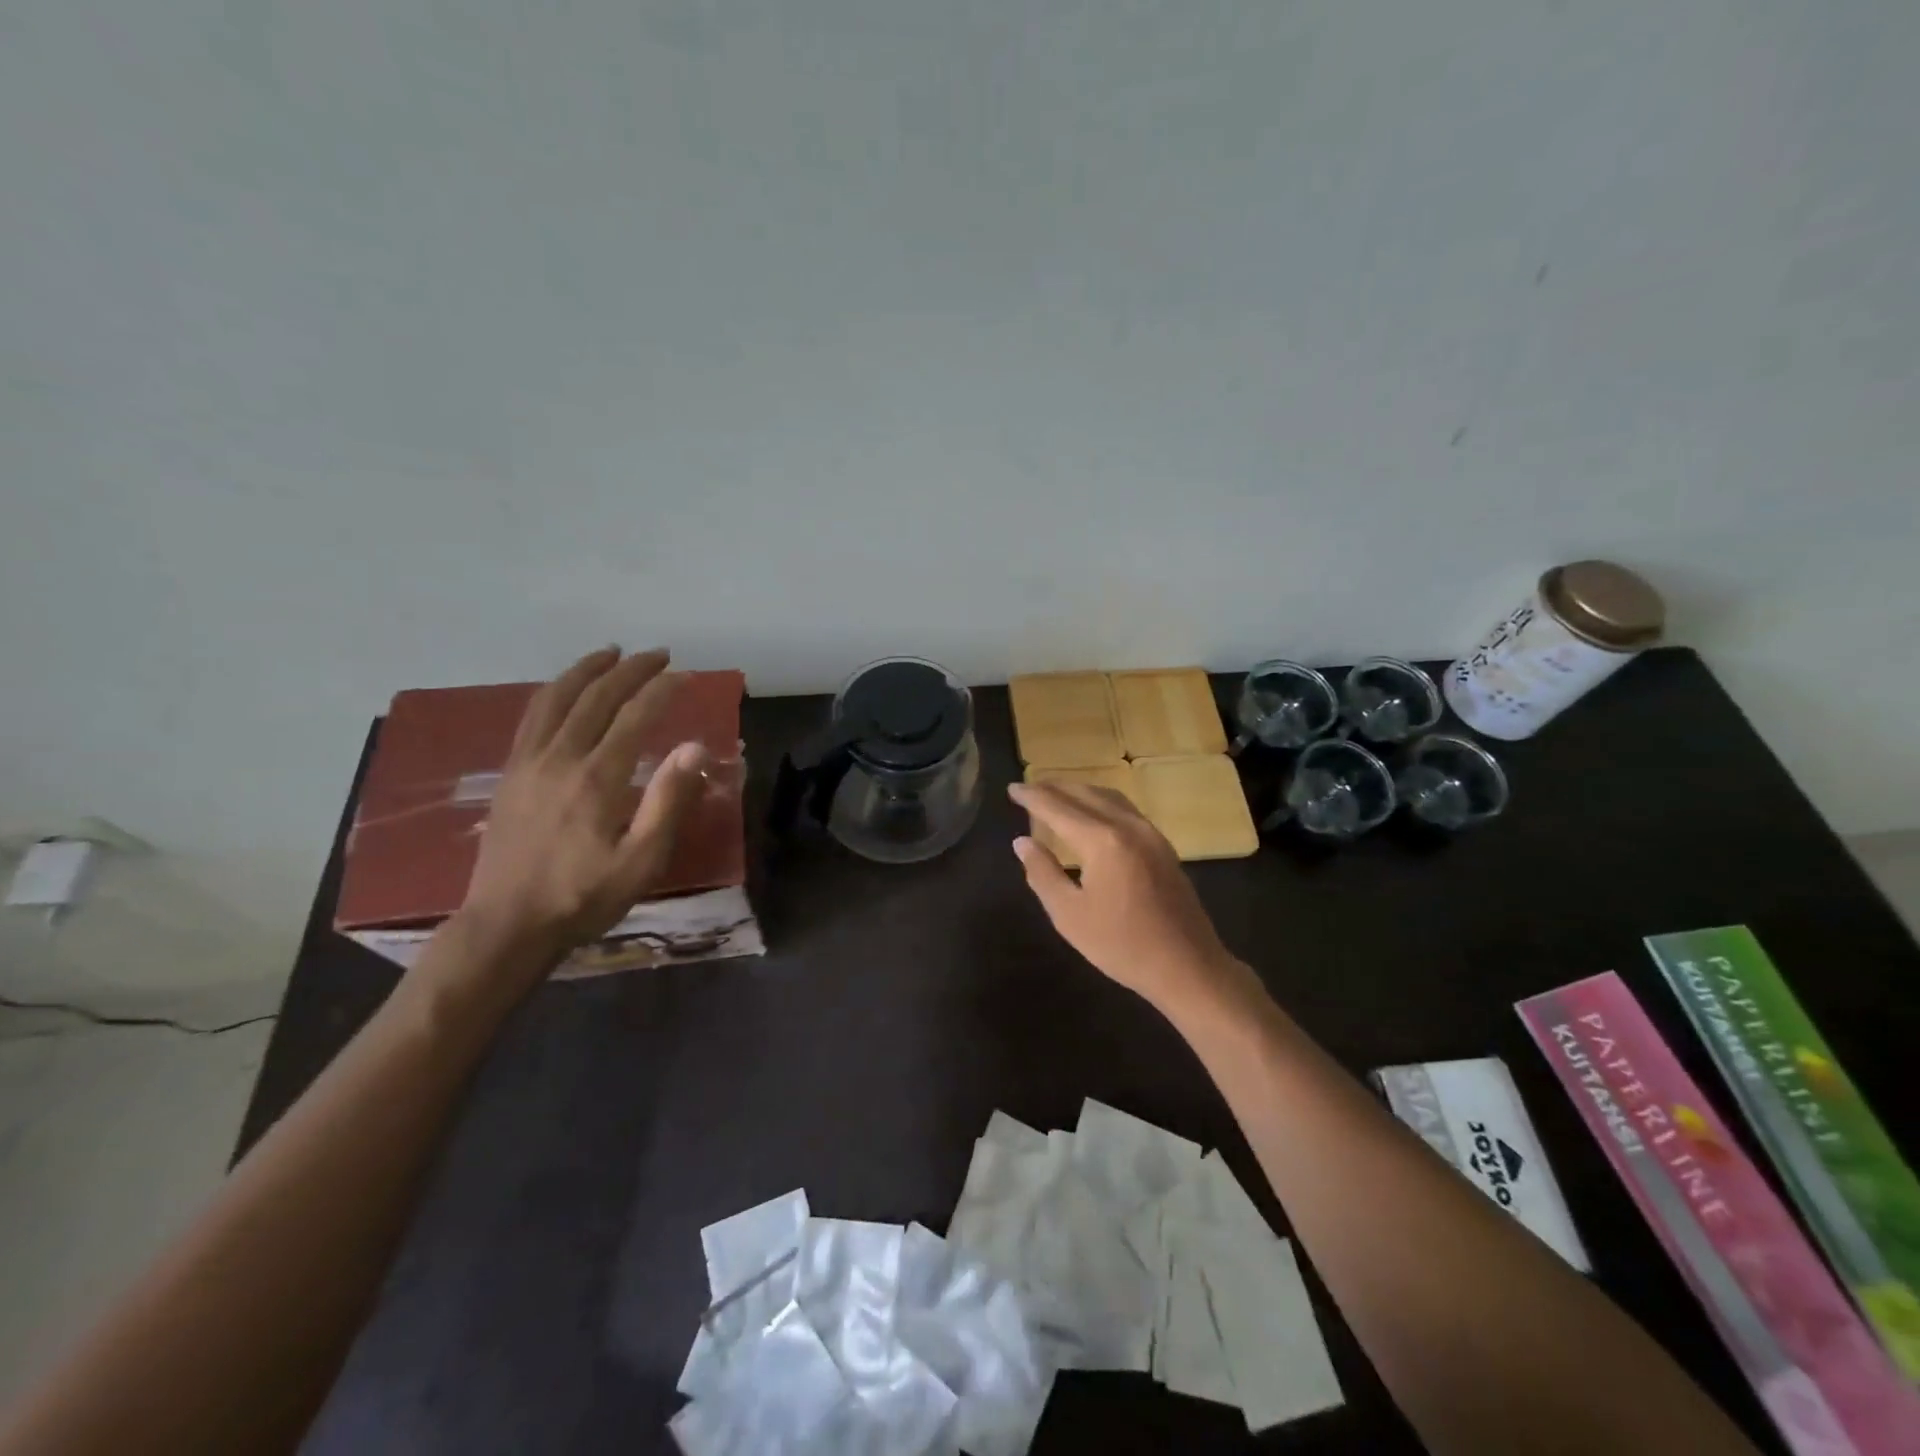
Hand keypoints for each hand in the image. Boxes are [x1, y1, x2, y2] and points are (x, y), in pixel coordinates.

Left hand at [455, 646, 710, 971]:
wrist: (506, 926)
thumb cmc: (584, 898)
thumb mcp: (642, 860)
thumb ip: (670, 801)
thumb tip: (694, 747)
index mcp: (596, 778)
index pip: (634, 716)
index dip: (662, 690)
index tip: (686, 674)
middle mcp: (559, 758)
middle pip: (595, 697)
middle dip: (630, 670)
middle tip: (658, 654)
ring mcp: (528, 764)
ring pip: (556, 699)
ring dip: (587, 670)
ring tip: (611, 654)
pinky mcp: (510, 776)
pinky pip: (532, 718)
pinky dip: (554, 693)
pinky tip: (566, 693)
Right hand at [1008, 781, 1246, 1014]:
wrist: (1188, 966)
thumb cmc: (1122, 945)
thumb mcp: (1070, 915)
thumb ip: (1043, 873)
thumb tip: (1022, 841)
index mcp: (1102, 840)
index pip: (1057, 807)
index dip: (1031, 796)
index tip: (1011, 788)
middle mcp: (1127, 826)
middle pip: (1085, 794)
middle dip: (1054, 788)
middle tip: (1028, 789)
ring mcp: (1150, 833)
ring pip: (1108, 797)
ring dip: (1079, 792)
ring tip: (1055, 795)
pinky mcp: (1162, 845)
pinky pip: (1124, 809)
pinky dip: (1100, 803)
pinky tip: (1091, 814)